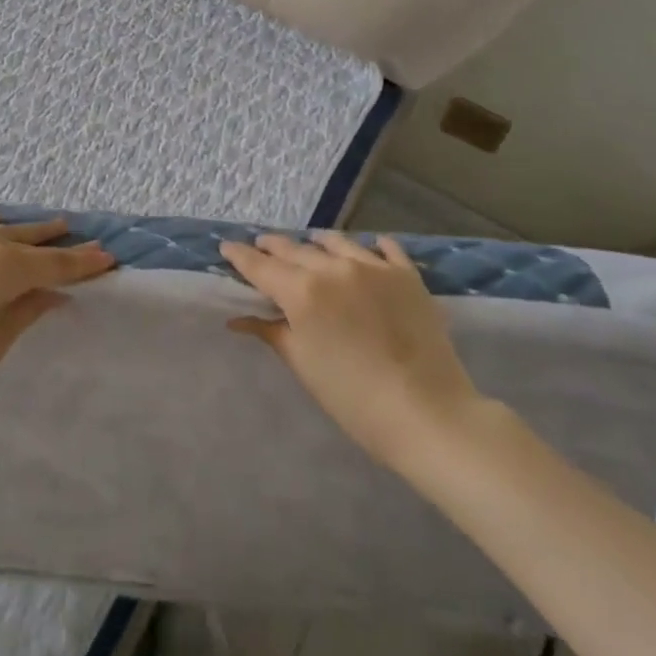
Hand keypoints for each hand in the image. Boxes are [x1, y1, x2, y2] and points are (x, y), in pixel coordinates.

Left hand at [0, 211, 114, 435]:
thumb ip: (27, 310)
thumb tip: (57, 292)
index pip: (51, 265)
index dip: (81, 264)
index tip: (108, 258)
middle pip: (28, 241)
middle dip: (59, 244)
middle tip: (88, 243)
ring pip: (0, 228)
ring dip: (27, 231)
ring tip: (54, 228)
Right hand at [220, 231, 483, 470]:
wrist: (428, 413)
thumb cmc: (355, 399)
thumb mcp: (304, 365)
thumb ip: (271, 332)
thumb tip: (238, 318)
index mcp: (302, 292)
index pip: (260, 266)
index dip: (240, 256)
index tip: (226, 247)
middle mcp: (333, 268)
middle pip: (294, 249)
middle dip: (273, 247)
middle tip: (261, 245)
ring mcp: (372, 266)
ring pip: (335, 242)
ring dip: (316, 244)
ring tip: (310, 245)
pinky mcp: (406, 274)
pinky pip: (384, 248)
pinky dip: (370, 247)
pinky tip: (369, 248)